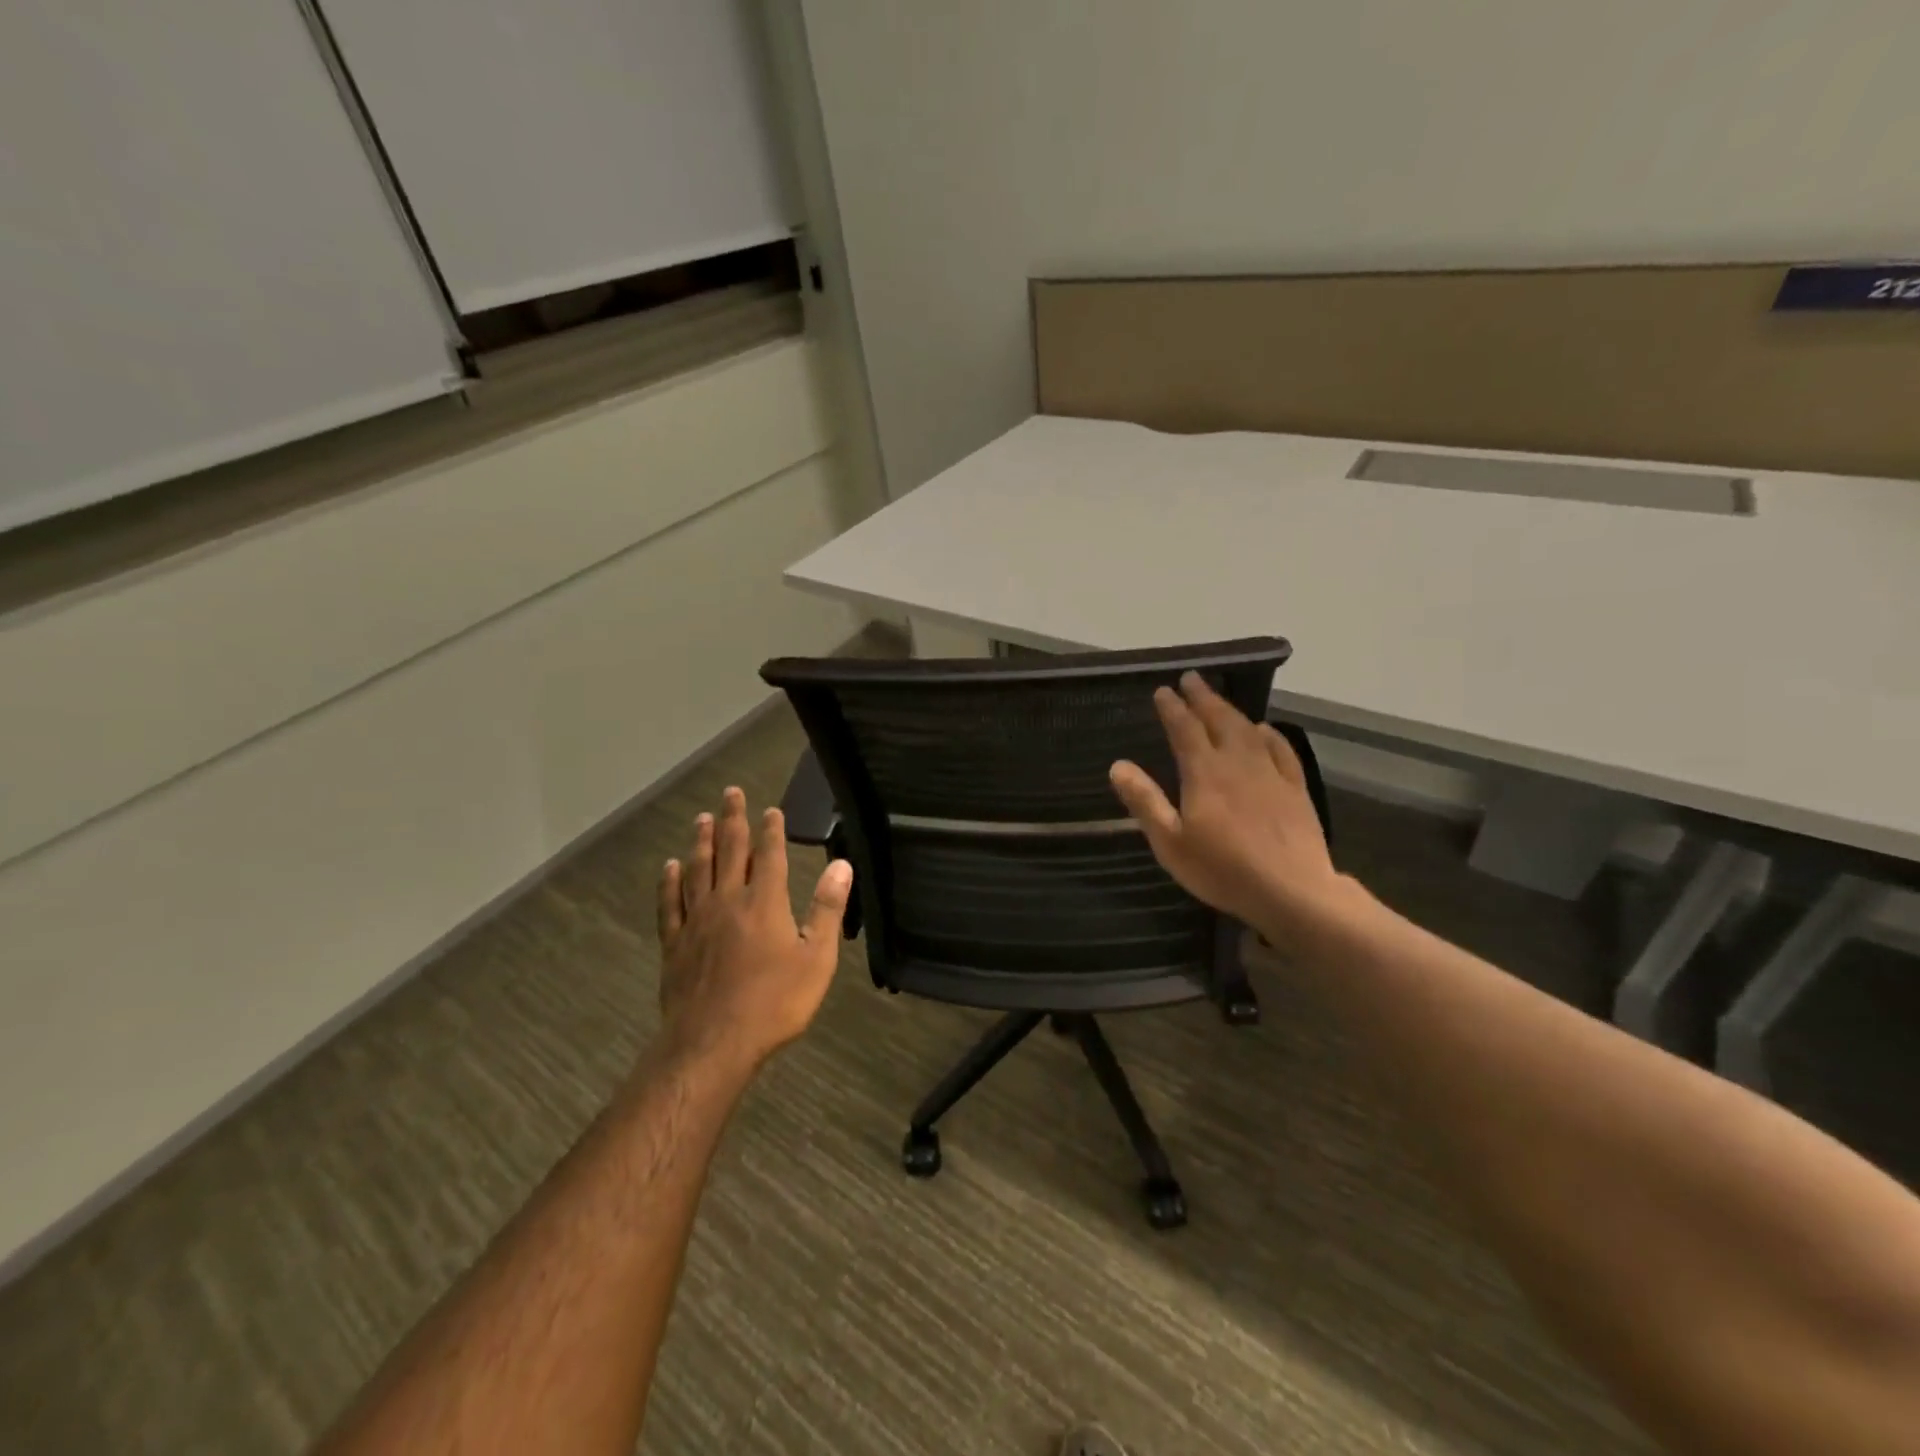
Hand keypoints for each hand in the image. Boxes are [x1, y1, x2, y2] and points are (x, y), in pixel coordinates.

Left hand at [655, 786, 851, 1074]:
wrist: (713, 1043)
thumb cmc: (774, 1002)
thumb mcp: (817, 958)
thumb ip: (828, 908)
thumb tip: (842, 865)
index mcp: (765, 902)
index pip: (768, 855)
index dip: (771, 830)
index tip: (770, 809)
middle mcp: (728, 901)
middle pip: (729, 851)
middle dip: (732, 820)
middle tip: (730, 793)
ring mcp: (696, 921)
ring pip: (697, 870)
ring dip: (700, 842)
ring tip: (701, 818)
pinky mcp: (674, 944)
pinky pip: (669, 904)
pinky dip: (669, 882)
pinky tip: (669, 867)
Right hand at [1109, 672, 1345, 940]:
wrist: (1292, 891)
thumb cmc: (1222, 870)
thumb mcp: (1170, 842)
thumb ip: (1145, 802)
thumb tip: (1118, 765)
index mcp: (1204, 773)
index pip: (1184, 730)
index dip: (1172, 708)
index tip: (1162, 691)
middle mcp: (1237, 763)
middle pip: (1218, 720)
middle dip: (1202, 697)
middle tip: (1191, 678)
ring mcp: (1271, 774)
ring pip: (1248, 730)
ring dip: (1231, 709)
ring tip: (1218, 698)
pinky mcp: (1295, 789)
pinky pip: (1282, 751)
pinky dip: (1270, 735)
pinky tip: (1264, 729)